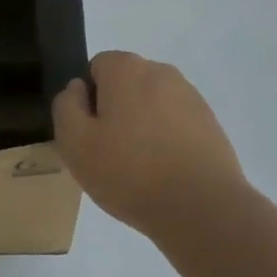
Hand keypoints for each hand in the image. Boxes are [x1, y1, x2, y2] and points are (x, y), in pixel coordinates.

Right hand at [53, 51, 245, 233]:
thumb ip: (66, 106)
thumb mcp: (75, 143)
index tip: (91, 134)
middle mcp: (161, 71)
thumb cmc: (130, 172)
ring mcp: (191, 97)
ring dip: (142, 126)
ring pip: (152, 105)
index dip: (88, 100)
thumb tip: (78, 89)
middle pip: (126, 85)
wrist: (202, 208)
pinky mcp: (210, 123)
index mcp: (126, 69)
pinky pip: (176, 124)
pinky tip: (166, 173)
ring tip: (140, 168)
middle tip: (111, 154)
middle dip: (116, 111)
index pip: (96, 68)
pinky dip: (167, 140)